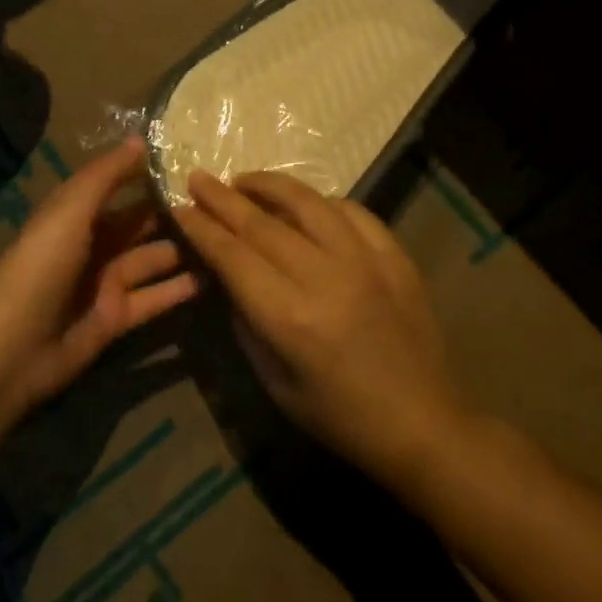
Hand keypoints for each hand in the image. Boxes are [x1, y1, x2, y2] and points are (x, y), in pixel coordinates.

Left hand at [0, 139, 199, 420]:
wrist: (14, 346)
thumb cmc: (41, 265)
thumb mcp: (70, 210)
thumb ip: (106, 176)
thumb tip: (141, 139)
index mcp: (75, 214)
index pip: (117, 186)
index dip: (147, 173)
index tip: (190, 159)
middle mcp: (92, 244)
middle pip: (137, 223)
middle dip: (171, 212)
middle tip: (219, 200)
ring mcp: (104, 283)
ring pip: (150, 259)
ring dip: (182, 249)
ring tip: (225, 235)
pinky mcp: (116, 318)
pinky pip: (153, 298)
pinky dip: (178, 290)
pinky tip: (213, 278)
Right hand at [172, 171, 464, 491]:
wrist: (422, 423)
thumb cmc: (338, 415)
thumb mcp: (273, 381)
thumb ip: (245, 320)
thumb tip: (225, 273)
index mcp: (290, 318)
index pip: (232, 255)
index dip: (201, 228)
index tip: (179, 207)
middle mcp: (325, 278)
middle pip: (262, 223)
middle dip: (222, 198)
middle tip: (198, 178)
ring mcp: (366, 261)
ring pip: (308, 203)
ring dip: (269, 185)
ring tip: (243, 180)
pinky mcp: (396, 257)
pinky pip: (352, 211)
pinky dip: (321, 201)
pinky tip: (304, 203)